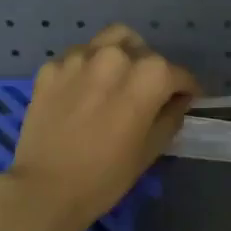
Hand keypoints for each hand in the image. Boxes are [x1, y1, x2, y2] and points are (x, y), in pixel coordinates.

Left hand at [6, 25, 199, 230]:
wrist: (44, 189)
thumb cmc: (105, 176)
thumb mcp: (150, 150)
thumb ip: (170, 117)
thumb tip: (178, 101)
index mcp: (148, 76)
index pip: (177, 74)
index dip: (186, 89)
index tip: (186, 100)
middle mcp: (115, 56)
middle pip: (143, 51)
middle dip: (151, 70)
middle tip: (147, 94)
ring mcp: (78, 58)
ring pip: (109, 41)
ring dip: (120, 56)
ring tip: (115, 81)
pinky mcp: (50, 67)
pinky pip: (77, 57)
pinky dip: (86, 69)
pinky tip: (82, 93)